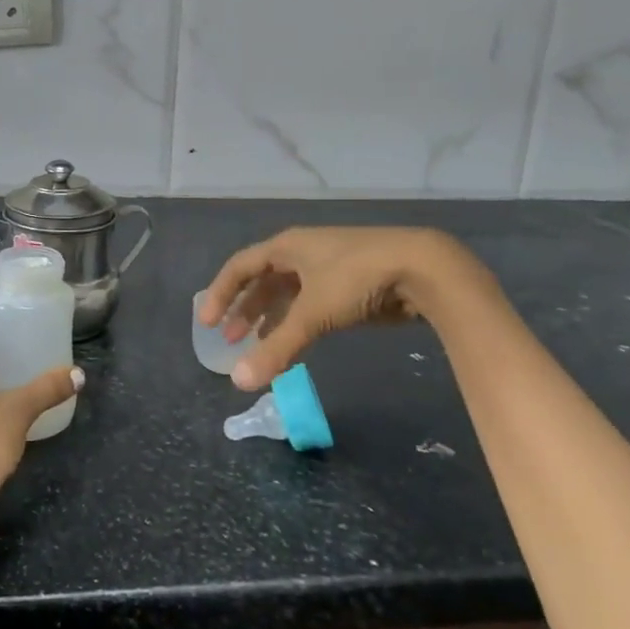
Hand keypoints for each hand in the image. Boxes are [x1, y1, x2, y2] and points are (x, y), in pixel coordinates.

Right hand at [199, 226, 457, 389]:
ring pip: (287, 292)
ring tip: (257, 343)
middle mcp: (303, 252)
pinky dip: (295, 320)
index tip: (207, 323)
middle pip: (262, 279)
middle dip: (244, 309)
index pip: (240, 266)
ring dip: (269, 317)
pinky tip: (294, 340)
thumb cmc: (357, 279)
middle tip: (230, 339)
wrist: (423, 268)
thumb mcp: (313, 314)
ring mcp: (327, 266)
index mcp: (287, 246)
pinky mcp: (349, 283)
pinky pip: (309, 302)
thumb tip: (238, 382)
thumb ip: (276, 349)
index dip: (221, 293)